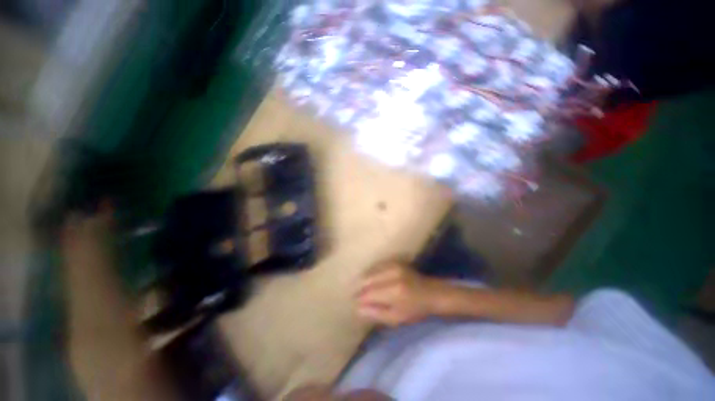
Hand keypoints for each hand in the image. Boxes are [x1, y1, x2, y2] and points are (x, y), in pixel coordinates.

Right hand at [355, 261, 444, 326]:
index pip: (368, 294)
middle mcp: (391, 275)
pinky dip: (371, 273)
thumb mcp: (396, 318)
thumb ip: (376, 313)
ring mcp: (393, 265)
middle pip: (366, 280)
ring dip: (364, 280)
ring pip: (370, 271)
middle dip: (360, 288)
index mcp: (393, 291)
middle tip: (357, 296)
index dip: (359, 299)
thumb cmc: (415, 309)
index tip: (354, 304)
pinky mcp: (394, 261)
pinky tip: (370, 280)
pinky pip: (376, 266)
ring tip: (363, 289)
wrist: (431, 292)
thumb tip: (357, 308)